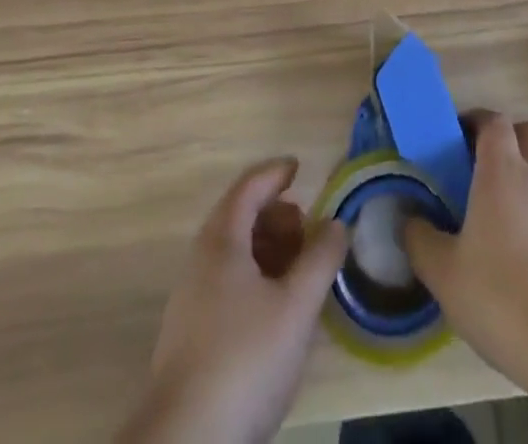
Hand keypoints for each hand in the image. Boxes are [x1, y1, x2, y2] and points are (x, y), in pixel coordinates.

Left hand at [118, 158, 348, 443]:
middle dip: (277, 215)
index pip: (249, 187)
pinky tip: (277, 307)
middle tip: (308, 229)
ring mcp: (191, 299)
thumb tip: (337, 224)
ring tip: (300, 270)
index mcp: (221, 241)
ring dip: (268, 248)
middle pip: (240, 217)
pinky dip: (255, 276)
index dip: (275, 173)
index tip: (300, 169)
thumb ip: (321, 258)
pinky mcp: (190, 335)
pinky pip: (227, 282)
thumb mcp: (296, 306)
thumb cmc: (245, 359)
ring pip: (234, 253)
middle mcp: (200, 260)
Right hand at [403, 113, 527, 388]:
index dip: (477, 121)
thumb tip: (408, 218)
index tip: (458, 137)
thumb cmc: (502, 297)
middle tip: (485, 164)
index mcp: (503, 171)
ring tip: (509, 206)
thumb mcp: (445, 275)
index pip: (494, 122)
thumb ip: (421, 240)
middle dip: (510, 137)